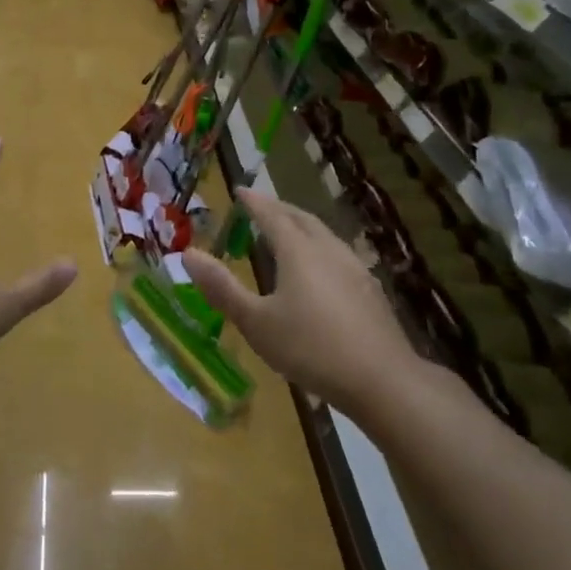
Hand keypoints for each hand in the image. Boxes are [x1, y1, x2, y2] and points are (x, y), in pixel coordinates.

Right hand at [180, 187, 421, 411]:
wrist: (382, 379)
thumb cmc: (311, 348)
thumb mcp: (256, 322)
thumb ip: (222, 288)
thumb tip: (188, 253)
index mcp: (298, 250)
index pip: (271, 214)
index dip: (253, 201)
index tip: (239, 190)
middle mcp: (327, 249)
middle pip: (300, 218)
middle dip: (278, 208)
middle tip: (261, 207)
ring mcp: (354, 267)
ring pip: (323, 234)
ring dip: (302, 226)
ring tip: (288, 233)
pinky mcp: (370, 289)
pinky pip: (338, 254)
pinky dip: (320, 248)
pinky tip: (321, 269)